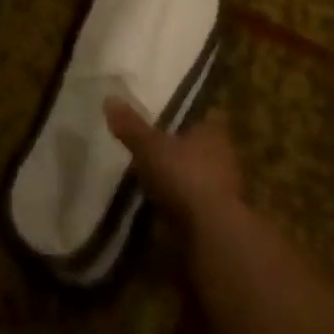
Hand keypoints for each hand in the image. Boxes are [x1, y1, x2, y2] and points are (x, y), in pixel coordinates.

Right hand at [105, 102, 243, 226]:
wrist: (211, 234)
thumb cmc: (184, 176)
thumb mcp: (149, 146)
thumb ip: (131, 125)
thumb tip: (109, 98)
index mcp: (213, 131)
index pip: (201, 116)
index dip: (182, 116)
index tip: (162, 117)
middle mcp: (224, 156)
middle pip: (197, 146)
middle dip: (176, 149)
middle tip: (148, 148)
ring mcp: (224, 189)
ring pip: (196, 176)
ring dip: (176, 179)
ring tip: (147, 180)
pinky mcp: (217, 219)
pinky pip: (193, 204)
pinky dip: (178, 205)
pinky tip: (157, 208)